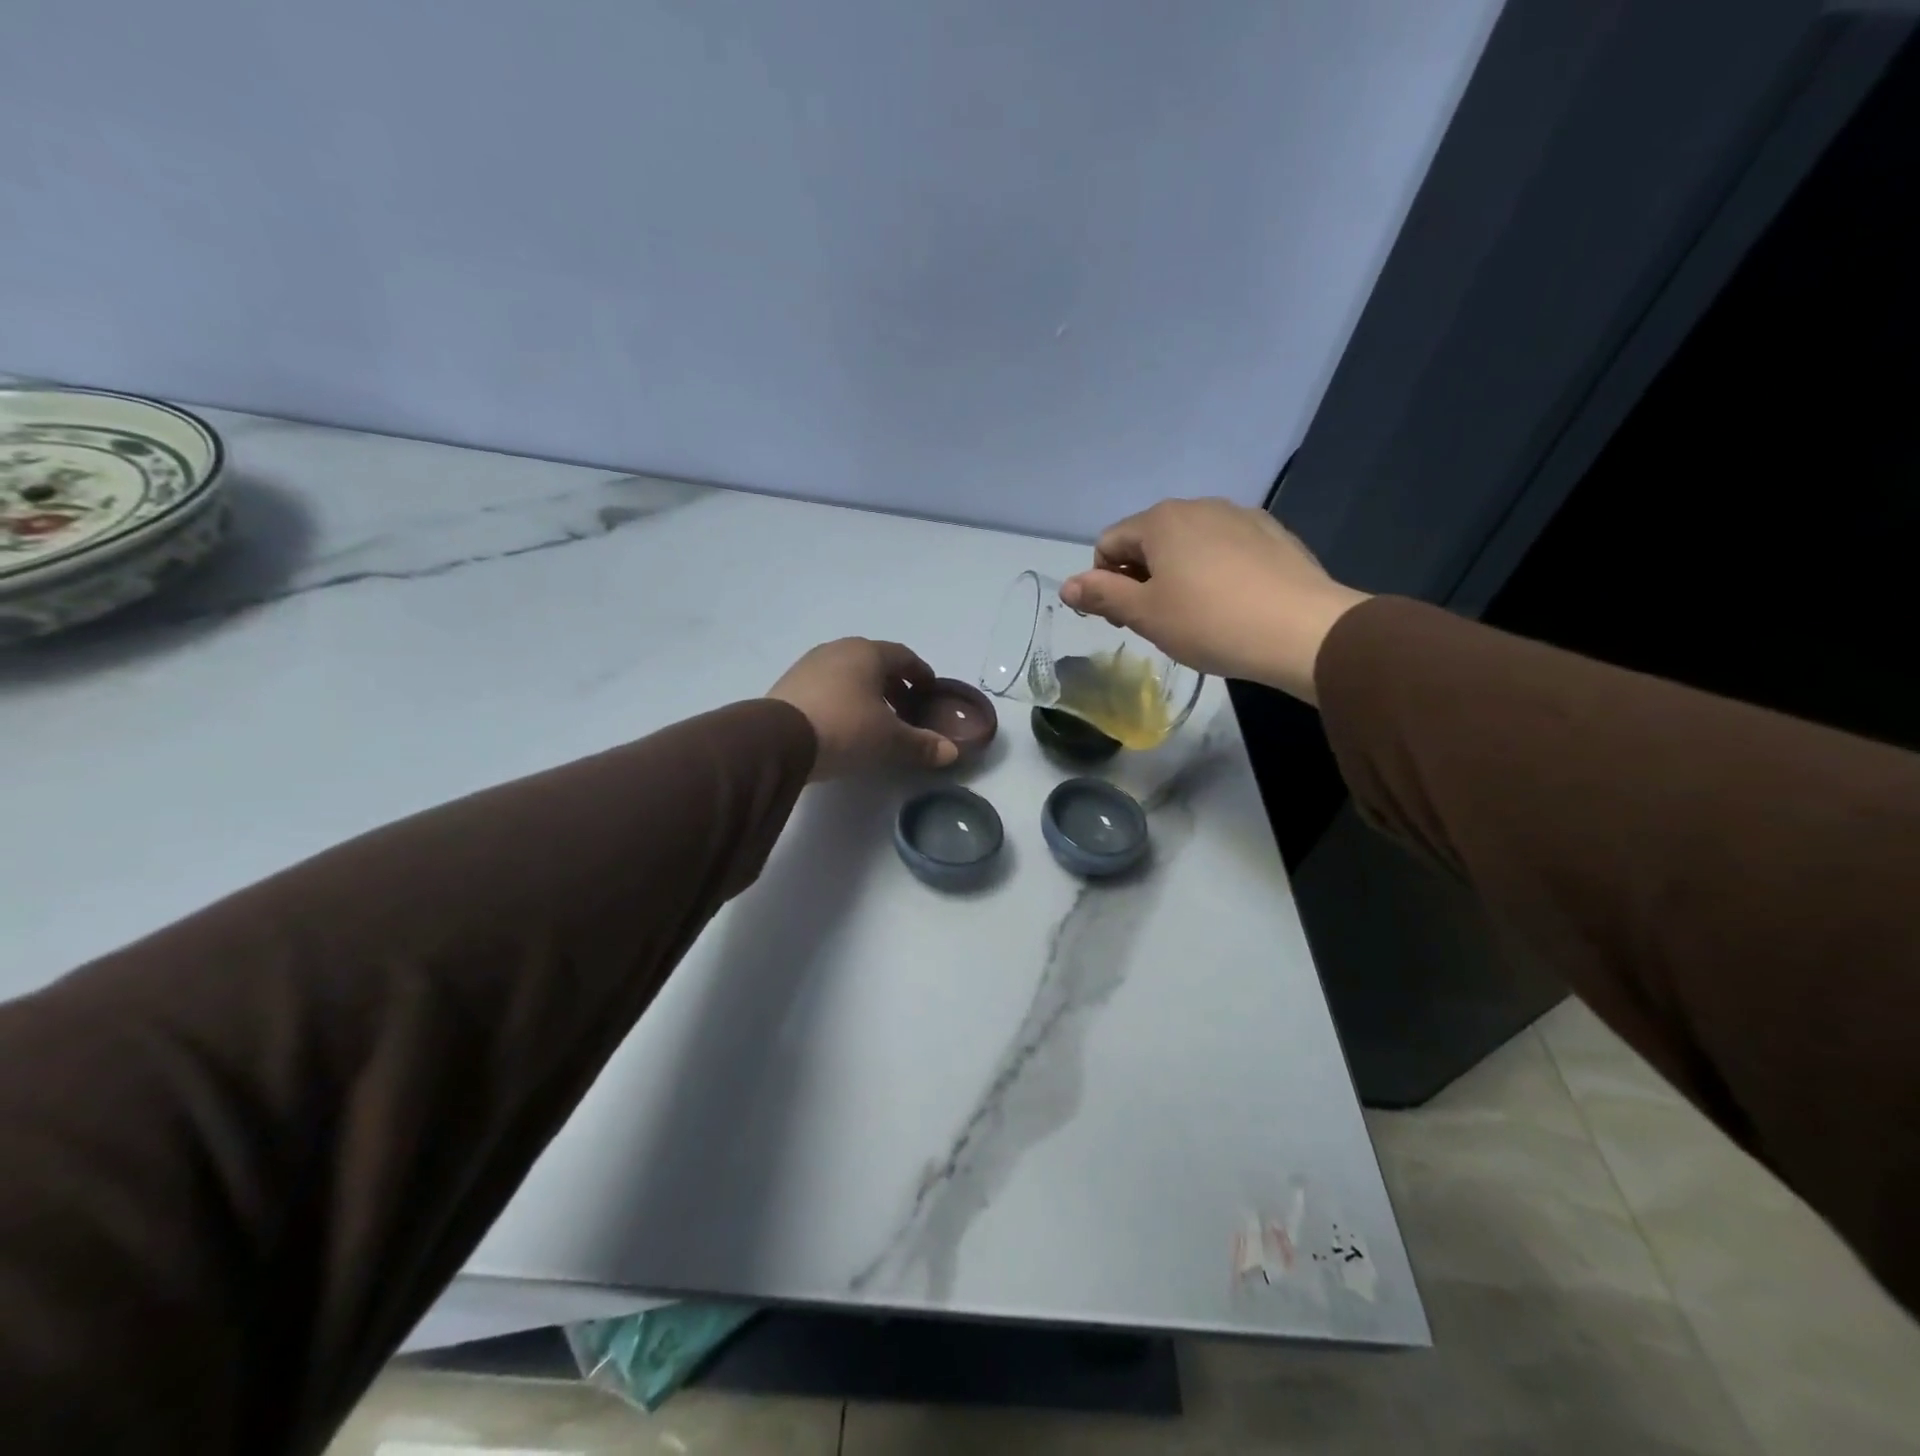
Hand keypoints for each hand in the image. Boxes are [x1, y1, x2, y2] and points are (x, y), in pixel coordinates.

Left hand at [767, 638, 961, 779]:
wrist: (778, 740)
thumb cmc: (845, 728)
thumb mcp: (889, 740)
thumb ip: (922, 744)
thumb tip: (951, 752)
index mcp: (867, 653)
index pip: (903, 656)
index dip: (920, 673)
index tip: (929, 691)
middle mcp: (838, 650)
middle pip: (874, 663)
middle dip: (893, 685)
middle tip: (905, 711)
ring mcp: (809, 665)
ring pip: (848, 674)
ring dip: (866, 693)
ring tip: (875, 720)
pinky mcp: (789, 685)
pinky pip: (826, 687)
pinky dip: (842, 700)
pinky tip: (843, 724)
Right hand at [1059, 498, 1369, 702]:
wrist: (1303, 631)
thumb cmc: (1210, 622)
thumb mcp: (1146, 614)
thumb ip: (1102, 595)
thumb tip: (1066, 585)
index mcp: (1161, 520)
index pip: (1108, 544)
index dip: (1103, 582)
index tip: (1122, 619)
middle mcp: (1198, 506)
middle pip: (1148, 540)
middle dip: (1140, 578)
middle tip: (1156, 621)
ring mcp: (1241, 516)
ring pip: (1188, 544)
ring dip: (1177, 575)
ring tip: (1195, 616)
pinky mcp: (1273, 534)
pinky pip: (1225, 549)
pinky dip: (1214, 572)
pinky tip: (1231, 604)